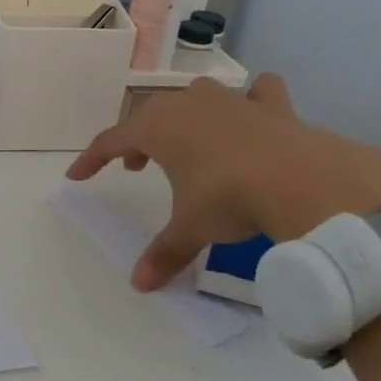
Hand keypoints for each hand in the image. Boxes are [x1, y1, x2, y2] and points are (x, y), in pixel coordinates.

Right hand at [65, 74, 380, 290]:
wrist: (303, 181)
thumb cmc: (230, 198)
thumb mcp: (191, 228)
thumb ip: (165, 252)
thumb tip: (140, 285)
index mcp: (158, 128)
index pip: (111, 140)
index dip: (92, 159)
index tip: (77, 175)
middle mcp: (190, 105)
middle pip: (150, 115)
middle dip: (138, 140)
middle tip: (136, 167)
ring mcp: (232, 101)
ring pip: (197, 98)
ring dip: (185, 118)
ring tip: (189, 142)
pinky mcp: (274, 107)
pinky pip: (258, 94)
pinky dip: (253, 101)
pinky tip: (255, 114)